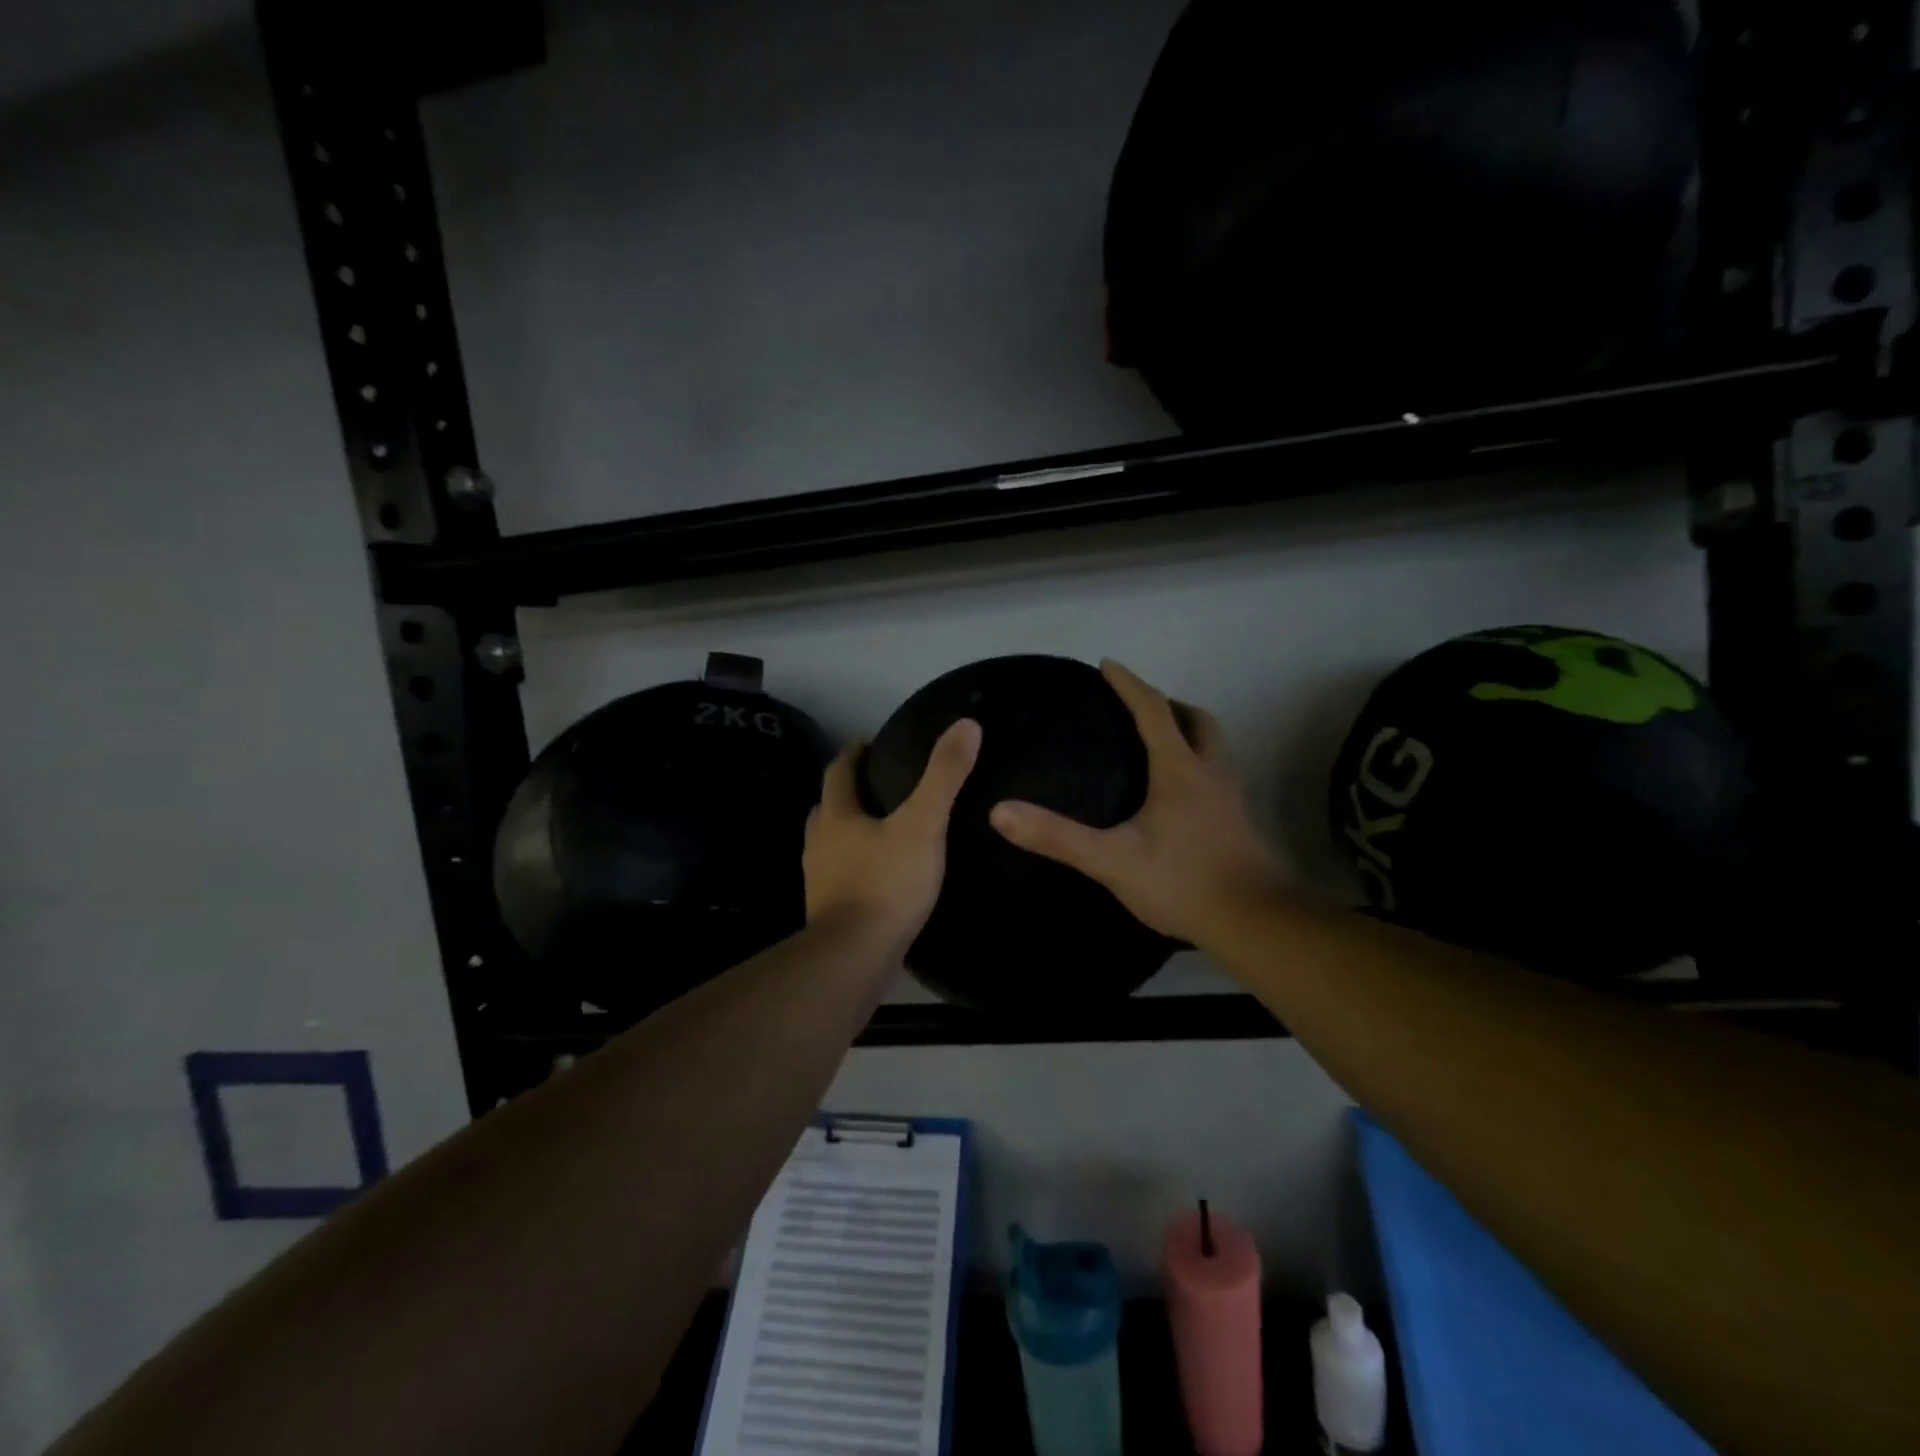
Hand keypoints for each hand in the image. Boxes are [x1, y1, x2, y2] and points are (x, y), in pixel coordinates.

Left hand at [804, 719, 981, 954]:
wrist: (855, 957)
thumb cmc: (886, 883)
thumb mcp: (923, 824)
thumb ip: (944, 776)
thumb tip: (967, 724)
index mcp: (836, 816)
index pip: (838, 772)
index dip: (853, 753)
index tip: (870, 742)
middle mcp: (819, 843)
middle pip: (828, 807)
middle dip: (848, 793)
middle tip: (879, 785)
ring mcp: (819, 880)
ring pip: (830, 844)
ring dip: (849, 831)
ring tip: (882, 829)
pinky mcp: (828, 911)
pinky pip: (840, 876)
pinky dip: (855, 866)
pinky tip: (880, 875)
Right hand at [988, 661, 1283, 944]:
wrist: (1253, 922)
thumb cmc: (1182, 882)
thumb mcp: (1112, 860)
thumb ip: (1057, 837)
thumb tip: (1000, 811)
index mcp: (1179, 769)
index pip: (1153, 710)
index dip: (1129, 684)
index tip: (1107, 665)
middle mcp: (1210, 772)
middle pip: (1196, 720)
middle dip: (1167, 704)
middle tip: (1138, 707)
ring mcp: (1229, 797)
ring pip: (1213, 746)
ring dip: (1187, 732)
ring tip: (1158, 742)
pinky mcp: (1236, 821)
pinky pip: (1216, 773)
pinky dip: (1196, 763)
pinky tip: (1176, 793)